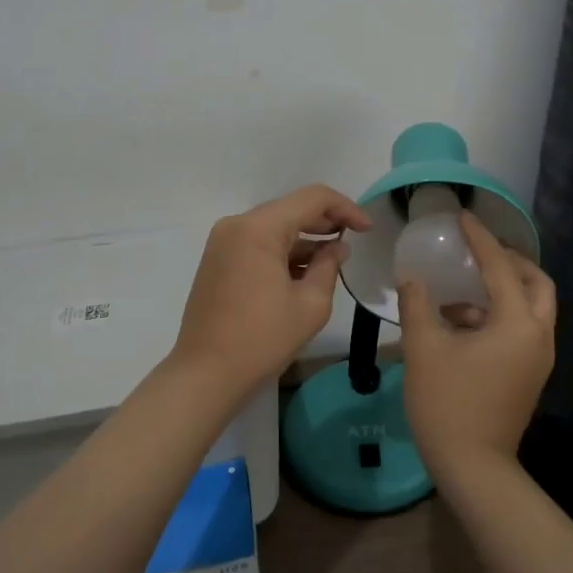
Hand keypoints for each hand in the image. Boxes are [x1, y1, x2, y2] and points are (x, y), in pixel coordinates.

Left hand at [170, 184, 371, 396]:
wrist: (205, 374)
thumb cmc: (262, 339)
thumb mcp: (310, 304)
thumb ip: (329, 266)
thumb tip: (337, 248)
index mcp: (259, 228)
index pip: (312, 199)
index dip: (345, 208)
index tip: (367, 229)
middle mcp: (237, 225)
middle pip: (290, 208)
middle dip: (325, 221)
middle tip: (354, 239)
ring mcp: (222, 243)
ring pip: (273, 226)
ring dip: (304, 238)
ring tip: (332, 259)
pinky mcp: (217, 261)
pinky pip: (256, 243)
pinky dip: (282, 251)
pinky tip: (303, 271)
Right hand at [397, 211, 556, 487]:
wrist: (473, 467)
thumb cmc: (447, 403)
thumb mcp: (424, 348)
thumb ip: (417, 305)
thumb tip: (412, 278)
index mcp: (516, 323)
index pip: (500, 267)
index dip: (480, 239)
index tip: (463, 217)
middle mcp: (538, 336)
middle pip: (537, 283)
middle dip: (511, 262)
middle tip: (480, 252)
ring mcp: (538, 358)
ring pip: (532, 308)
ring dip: (505, 290)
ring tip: (462, 290)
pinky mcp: (530, 375)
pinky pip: (522, 329)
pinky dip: (500, 315)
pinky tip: (461, 324)